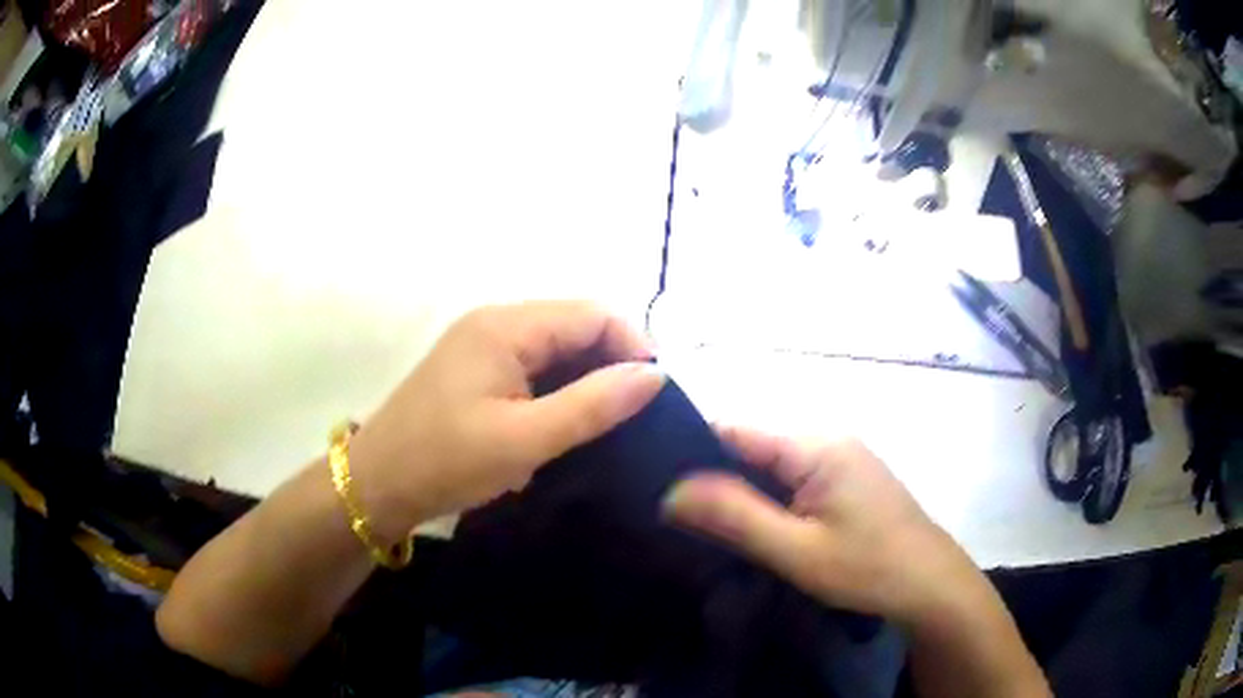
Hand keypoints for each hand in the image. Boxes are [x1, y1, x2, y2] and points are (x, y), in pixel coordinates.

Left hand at [349, 301, 665, 543]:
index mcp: (506, 326)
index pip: (592, 314)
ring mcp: (483, 345)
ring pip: (555, 349)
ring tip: (608, 423)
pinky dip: (558, 389)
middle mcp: (496, 322)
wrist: (378, 484)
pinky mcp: (476, 370)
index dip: (633, 346)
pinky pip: (532, 367)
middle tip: (635, 415)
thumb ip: (592, 404)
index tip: (655, 395)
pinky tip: (567, 422)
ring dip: (585, 379)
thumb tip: (655, 375)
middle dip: (611, 363)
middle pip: (574, 326)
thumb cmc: (447, 461)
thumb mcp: (526, 439)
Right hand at [663, 428, 983, 626]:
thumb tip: (670, 491)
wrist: (930, 585)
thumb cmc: (867, 568)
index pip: (734, 429)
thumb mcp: (796, 550)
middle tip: (676, 515)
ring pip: (770, 464)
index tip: (654, 483)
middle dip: (714, 476)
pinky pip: (792, 477)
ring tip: (704, 522)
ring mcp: (840, 456)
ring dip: (740, 490)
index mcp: (814, 445)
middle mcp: (826, 437)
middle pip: (751, 445)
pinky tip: (752, 526)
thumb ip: (735, 516)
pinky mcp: (846, 478)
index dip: (691, 452)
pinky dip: (767, 498)